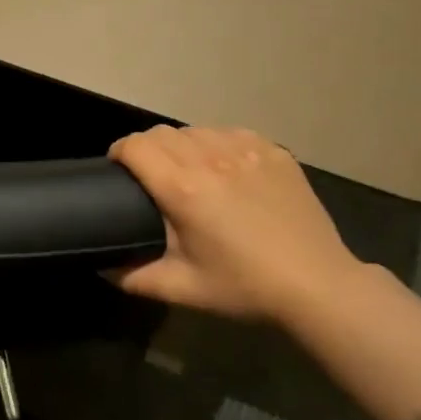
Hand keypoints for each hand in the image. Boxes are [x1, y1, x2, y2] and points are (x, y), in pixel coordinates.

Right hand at [108, 125, 365, 324]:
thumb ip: (134, 277)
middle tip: (148, 174)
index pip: (135, 147)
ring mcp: (247, 150)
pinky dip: (217, 144)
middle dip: (145, 148)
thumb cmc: (244, 286)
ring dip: (181, 145)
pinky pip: (231, 133)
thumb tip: (103, 267)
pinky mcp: (274, 152)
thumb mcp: (182, 289)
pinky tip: (225, 168)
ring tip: (187, 170)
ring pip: (196, 130)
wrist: (317, 285)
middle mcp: (211, 159)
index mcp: (183, 189)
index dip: (118, 152)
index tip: (117, 169)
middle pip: (161, 133)